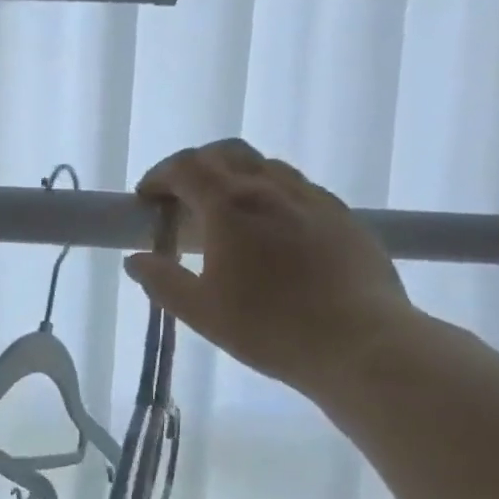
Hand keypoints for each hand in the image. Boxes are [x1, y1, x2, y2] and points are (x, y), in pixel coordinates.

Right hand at [122, 139, 415, 399]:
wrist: (362, 344)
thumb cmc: (270, 328)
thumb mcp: (200, 312)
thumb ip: (162, 282)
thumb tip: (136, 261)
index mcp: (231, 206)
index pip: (187, 167)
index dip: (159, 176)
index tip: (146, 199)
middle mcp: (272, 190)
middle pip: (227, 154)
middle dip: (196, 168)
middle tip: (181, 200)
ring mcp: (314, 200)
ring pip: (266, 167)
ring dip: (234, 179)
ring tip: (225, 217)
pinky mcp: (344, 218)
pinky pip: (298, 190)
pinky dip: (270, 196)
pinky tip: (271, 233)